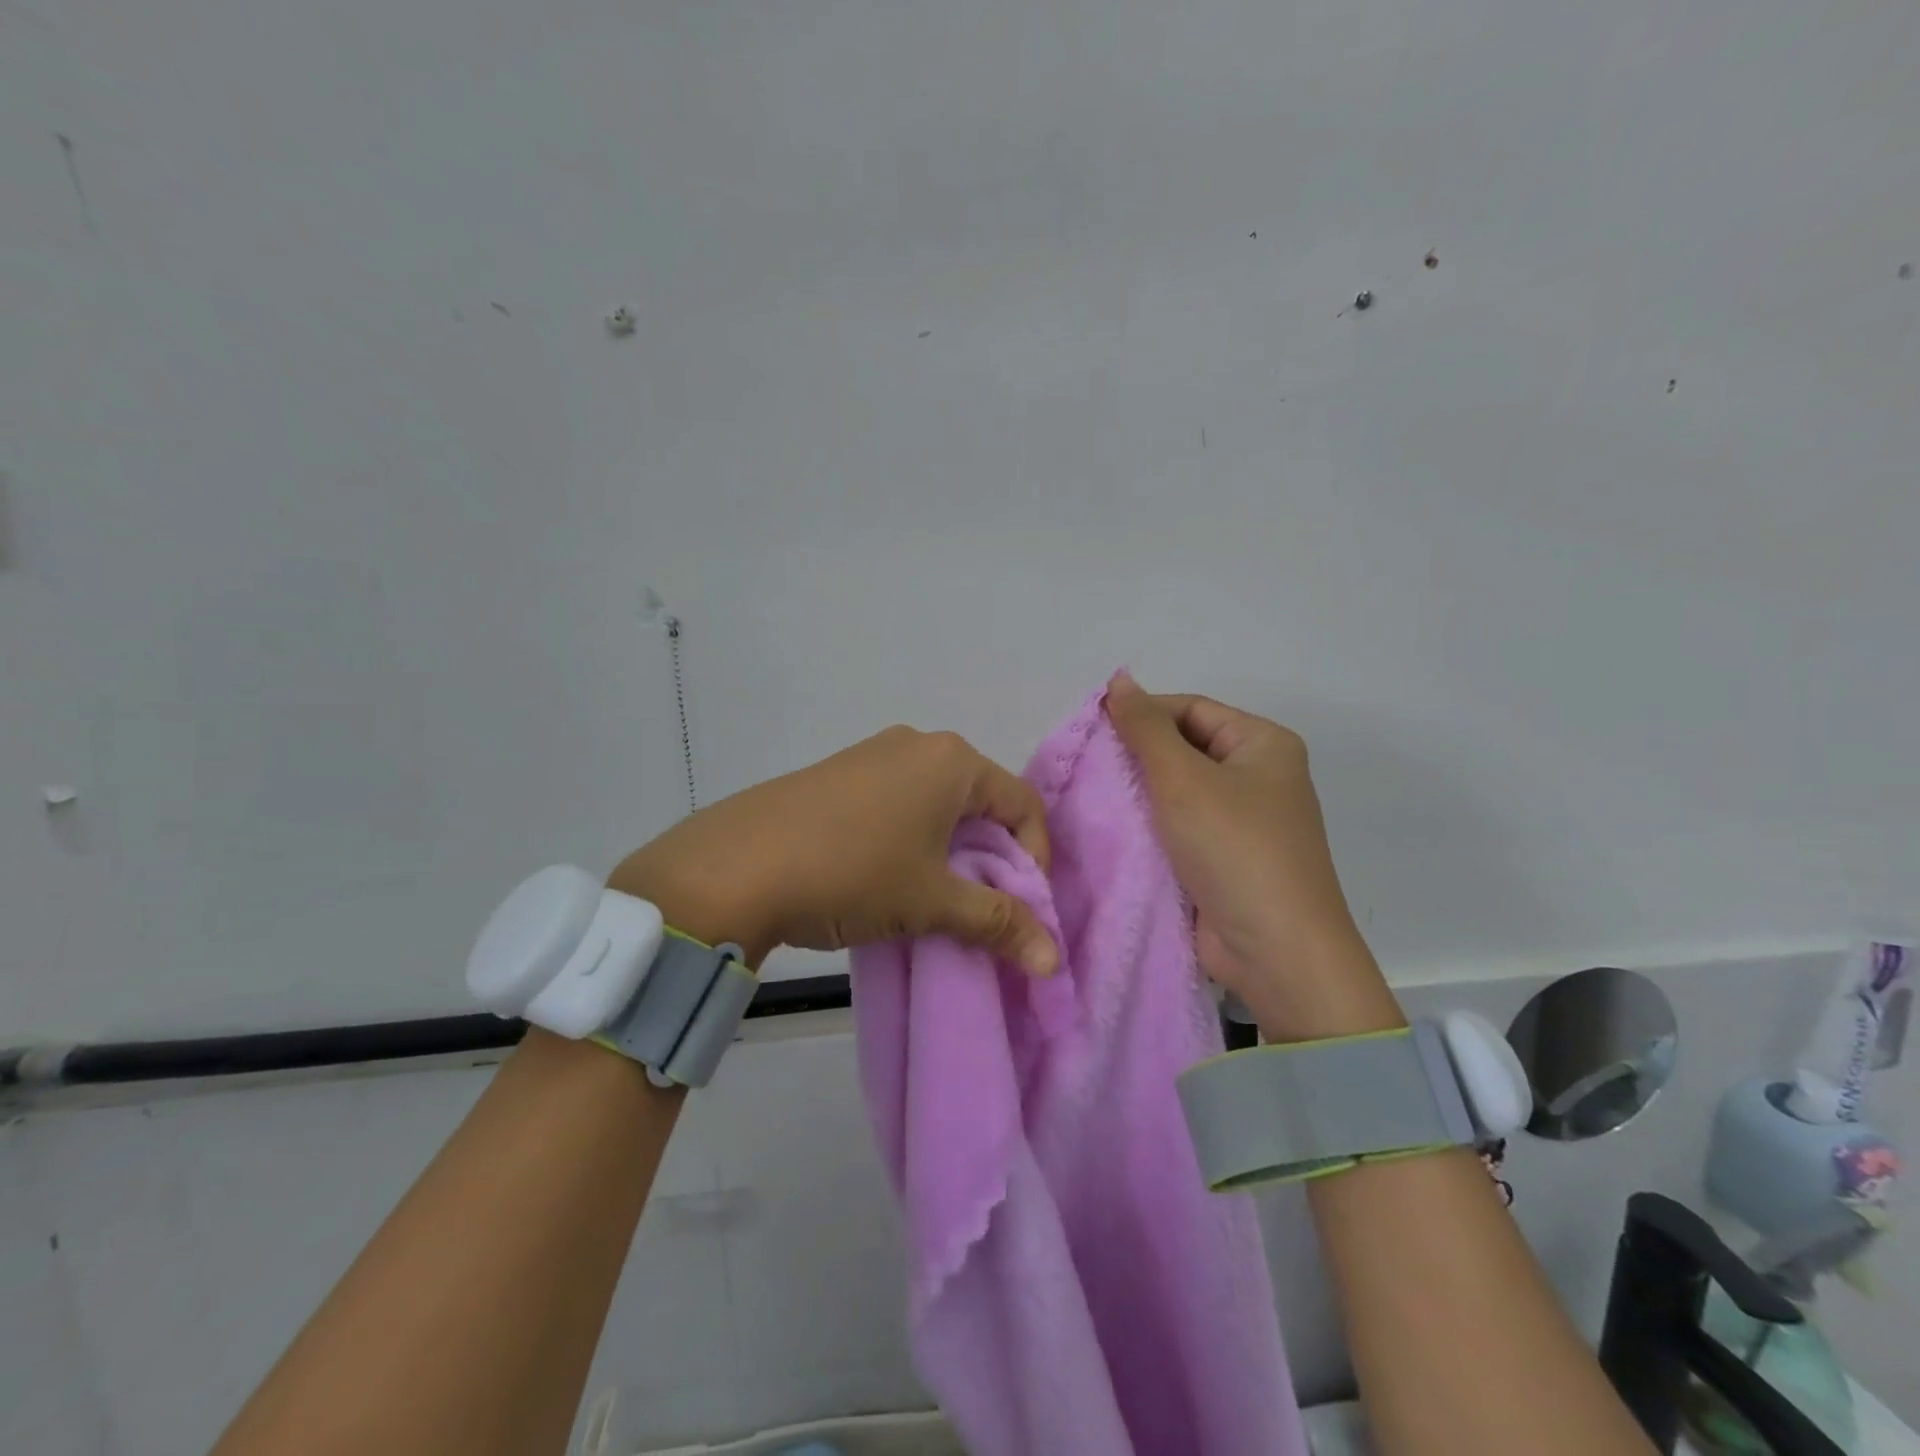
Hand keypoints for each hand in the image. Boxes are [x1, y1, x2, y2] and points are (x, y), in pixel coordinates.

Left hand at [606, 728, 1059, 976]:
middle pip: (981, 802)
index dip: (1035, 862)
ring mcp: (873, 754)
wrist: (736, 865)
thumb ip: (998, 923)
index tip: (1021, 910)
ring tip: (934, 900)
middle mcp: (918, 744)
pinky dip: (911, 840)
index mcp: (953, 760)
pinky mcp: (839, 774)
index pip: (1023, 805)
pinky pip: (897, 803)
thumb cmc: (853, 873)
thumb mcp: (933, 902)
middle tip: (981, 909)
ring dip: (950, 852)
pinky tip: (887, 878)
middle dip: (991, 859)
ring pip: (937, 804)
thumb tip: (1053, 960)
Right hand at [1104, 671, 1401, 1039]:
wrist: (1275, 951)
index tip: (1092, 730)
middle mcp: (1258, 777)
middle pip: (1185, 747)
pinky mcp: (1225, 859)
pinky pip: (1180, 827)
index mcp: (1263, 744)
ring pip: (1179, 791)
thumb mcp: (1183, 778)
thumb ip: (1145, 728)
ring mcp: (1243, 821)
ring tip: (1091, 793)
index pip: (1192, 708)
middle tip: (1087, 764)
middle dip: (1137, 754)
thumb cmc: (1233, 848)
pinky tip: (1112, 827)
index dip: (1142, 712)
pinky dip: (1150, 826)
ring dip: (1139, 792)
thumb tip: (1119, 681)